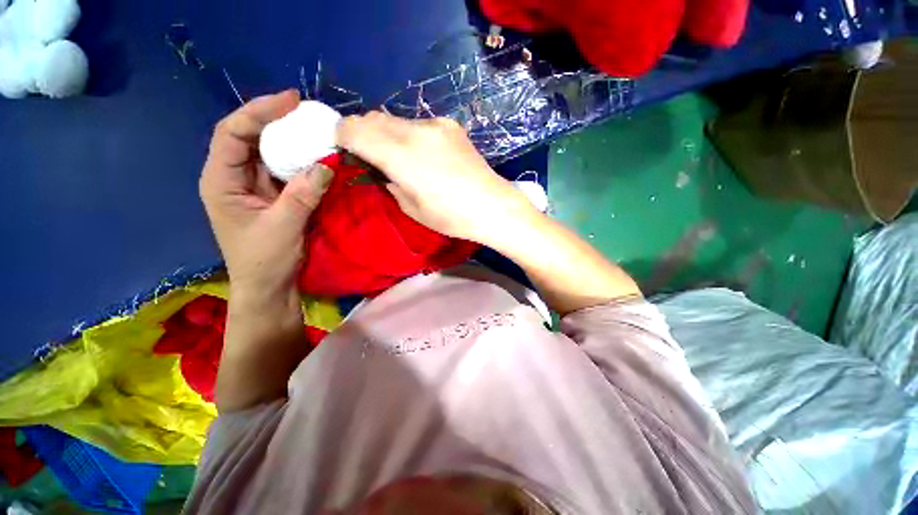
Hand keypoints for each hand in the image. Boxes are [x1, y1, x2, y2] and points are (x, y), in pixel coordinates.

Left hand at [200, 90, 333, 301]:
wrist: (269, 289)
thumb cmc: (265, 262)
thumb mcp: (283, 227)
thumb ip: (303, 195)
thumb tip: (326, 164)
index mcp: (221, 181)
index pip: (233, 133)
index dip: (259, 112)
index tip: (291, 101)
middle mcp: (234, 178)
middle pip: (251, 138)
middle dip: (278, 122)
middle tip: (308, 114)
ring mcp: (255, 188)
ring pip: (271, 154)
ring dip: (293, 142)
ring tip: (317, 132)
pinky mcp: (274, 197)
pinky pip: (287, 172)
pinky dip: (303, 164)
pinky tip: (319, 159)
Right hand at [336, 112, 535, 245]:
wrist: (491, 206)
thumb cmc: (450, 217)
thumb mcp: (410, 208)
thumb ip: (388, 181)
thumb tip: (381, 168)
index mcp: (400, 155)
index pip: (354, 129)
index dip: (342, 137)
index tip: (347, 151)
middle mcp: (415, 131)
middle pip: (372, 118)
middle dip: (363, 133)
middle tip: (370, 156)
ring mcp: (436, 125)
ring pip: (395, 119)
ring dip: (387, 134)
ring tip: (401, 158)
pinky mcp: (450, 125)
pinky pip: (418, 124)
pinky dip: (410, 136)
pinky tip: (426, 156)